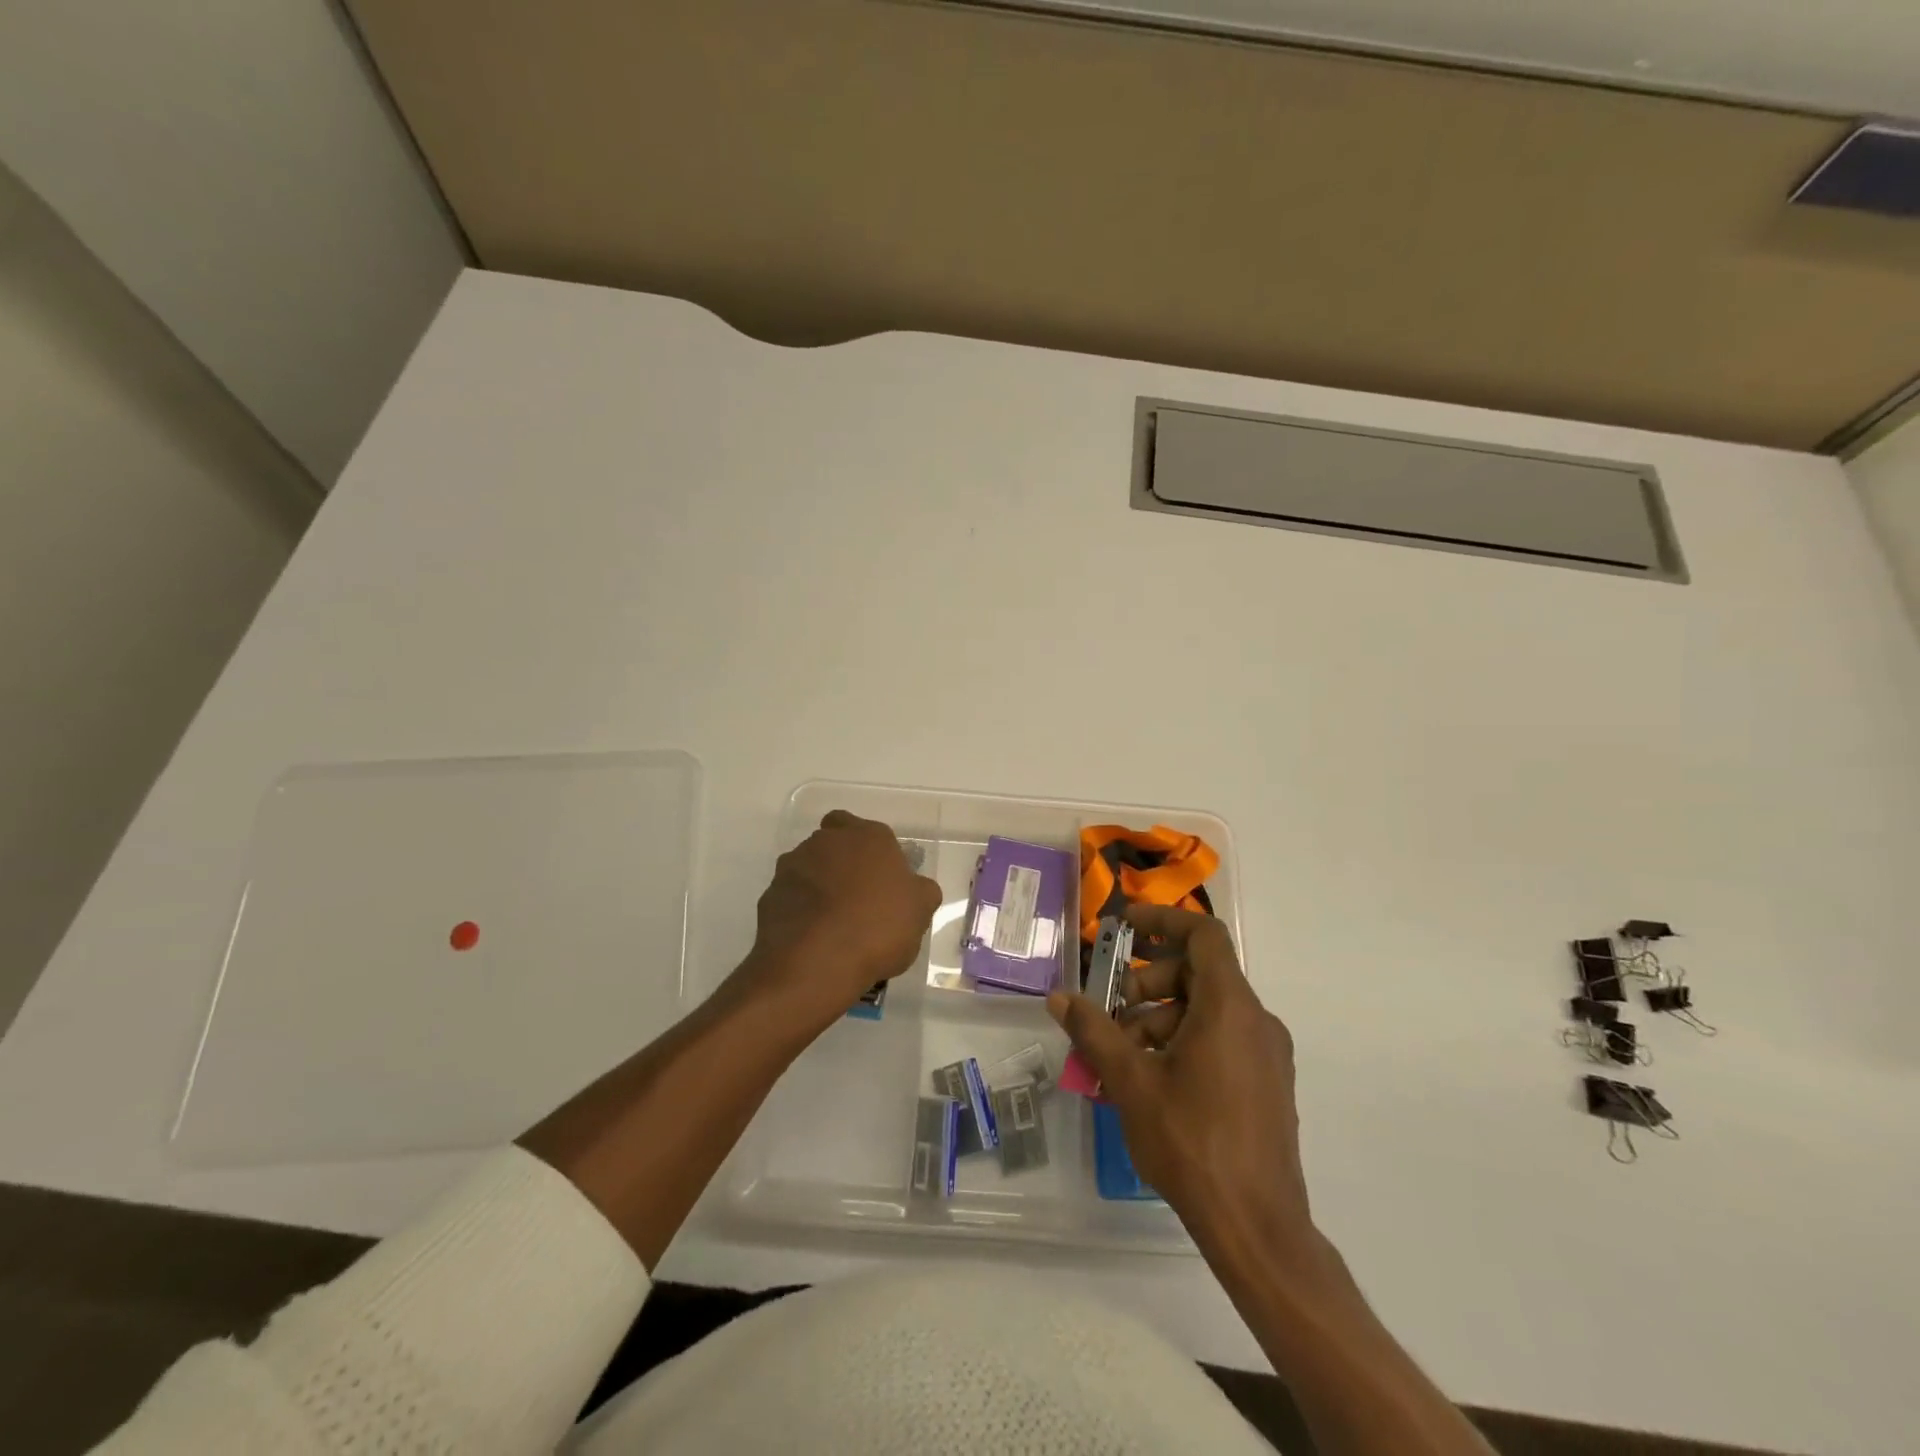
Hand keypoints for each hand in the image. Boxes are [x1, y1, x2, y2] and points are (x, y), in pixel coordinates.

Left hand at [738, 810, 941, 1029]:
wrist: (816, 963)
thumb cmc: (878, 928)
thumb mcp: (920, 911)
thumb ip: (919, 891)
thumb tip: (914, 888)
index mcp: (867, 837)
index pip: (863, 827)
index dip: (868, 849)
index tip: (878, 876)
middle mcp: (826, 842)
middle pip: (832, 844)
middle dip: (841, 864)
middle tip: (857, 898)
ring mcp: (792, 867)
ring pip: (807, 868)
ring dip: (817, 887)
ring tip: (833, 924)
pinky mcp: (769, 895)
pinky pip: (789, 898)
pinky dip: (799, 911)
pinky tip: (813, 938)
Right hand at [1047, 903, 1313, 1260]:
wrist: (1258, 1228)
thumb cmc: (1192, 1143)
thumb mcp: (1131, 1082)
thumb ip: (1093, 1031)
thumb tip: (1058, 997)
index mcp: (1229, 1008)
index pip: (1203, 935)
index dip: (1163, 920)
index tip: (1124, 927)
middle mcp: (1256, 1020)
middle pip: (1200, 972)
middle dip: (1150, 982)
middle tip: (1114, 1010)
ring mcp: (1267, 1054)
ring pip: (1209, 1008)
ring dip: (1162, 1016)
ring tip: (1125, 1052)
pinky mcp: (1267, 1083)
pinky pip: (1223, 1037)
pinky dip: (1185, 1039)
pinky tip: (1153, 1078)